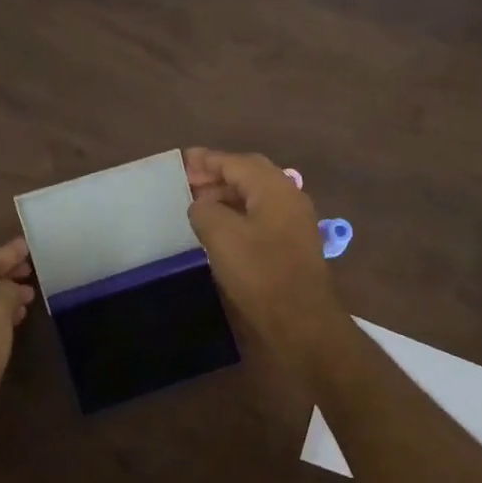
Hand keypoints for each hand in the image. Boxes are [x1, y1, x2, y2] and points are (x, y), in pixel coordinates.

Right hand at [184, 147, 348, 363]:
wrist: (300, 321)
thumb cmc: (259, 273)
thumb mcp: (221, 235)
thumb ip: (205, 210)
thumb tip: (202, 206)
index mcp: (274, 188)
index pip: (236, 162)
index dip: (206, 160)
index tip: (181, 160)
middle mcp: (288, 197)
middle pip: (249, 175)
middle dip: (217, 174)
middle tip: (186, 181)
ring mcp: (293, 221)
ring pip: (255, 196)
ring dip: (226, 195)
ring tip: (197, 204)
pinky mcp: (292, 244)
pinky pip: (260, 216)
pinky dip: (237, 214)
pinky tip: (218, 228)